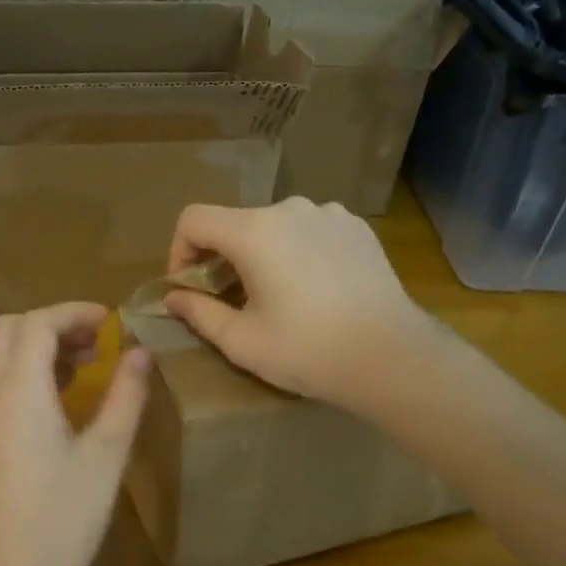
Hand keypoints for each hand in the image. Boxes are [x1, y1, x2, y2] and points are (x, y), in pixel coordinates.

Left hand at [0, 303, 151, 565]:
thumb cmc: (62, 520)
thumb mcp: (105, 456)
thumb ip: (125, 398)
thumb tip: (141, 354)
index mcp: (18, 392)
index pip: (36, 323)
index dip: (73, 311)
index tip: (111, 319)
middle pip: (9, 331)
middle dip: (52, 323)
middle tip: (96, 341)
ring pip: (1, 360)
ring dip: (40, 349)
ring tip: (87, 366)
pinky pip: (0, 389)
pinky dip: (29, 376)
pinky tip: (62, 404)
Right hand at [164, 197, 437, 405]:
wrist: (392, 357)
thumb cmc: (307, 351)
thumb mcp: (241, 341)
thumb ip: (198, 313)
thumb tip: (173, 298)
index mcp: (254, 232)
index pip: (194, 219)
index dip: (180, 251)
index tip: (190, 288)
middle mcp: (289, 209)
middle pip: (235, 223)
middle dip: (222, 259)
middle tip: (231, 302)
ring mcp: (328, 214)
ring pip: (274, 226)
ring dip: (261, 254)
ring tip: (276, 296)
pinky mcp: (357, 227)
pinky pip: (310, 230)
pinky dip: (298, 251)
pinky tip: (314, 289)